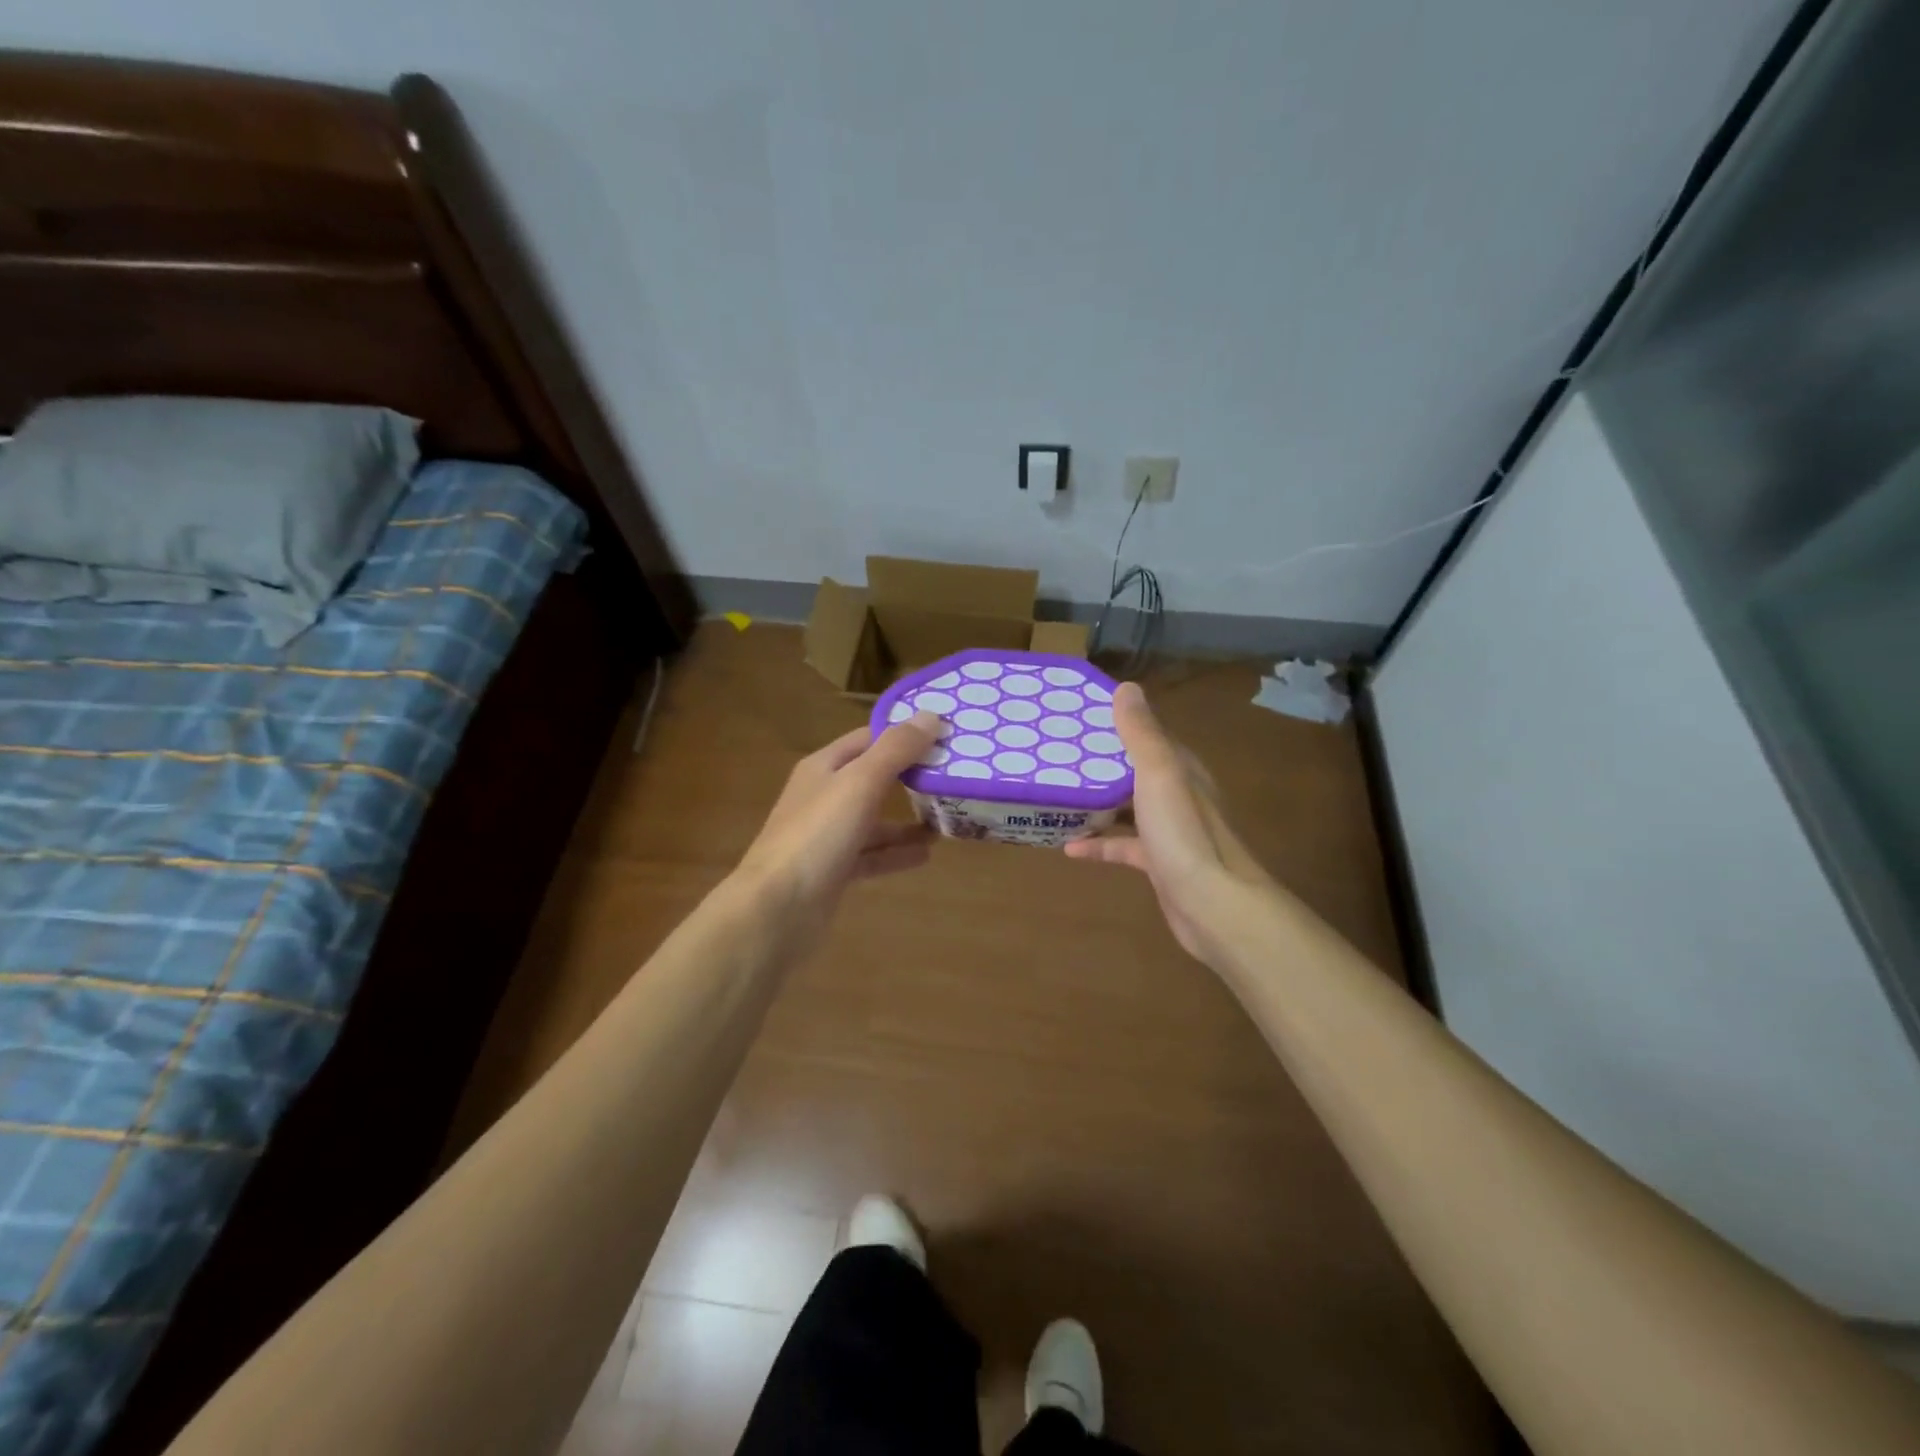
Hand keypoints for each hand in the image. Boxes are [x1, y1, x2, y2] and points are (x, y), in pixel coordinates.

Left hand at [735, 712, 941, 941]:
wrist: (775, 910)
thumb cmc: (817, 836)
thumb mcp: (860, 784)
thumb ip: (896, 750)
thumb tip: (931, 715)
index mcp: (824, 767)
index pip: (869, 738)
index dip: (904, 734)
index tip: (946, 735)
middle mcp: (823, 796)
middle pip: (873, 778)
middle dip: (911, 776)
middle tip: (954, 776)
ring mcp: (827, 836)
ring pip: (874, 820)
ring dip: (907, 820)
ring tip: (947, 819)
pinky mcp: (833, 870)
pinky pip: (871, 855)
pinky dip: (896, 853)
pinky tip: (926, 855)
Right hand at [1064, 683, 1273, 962]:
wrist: (1213, 905)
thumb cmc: (1183, 833)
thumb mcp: (1158, 774)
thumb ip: (1141, 734)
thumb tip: (1126, 687)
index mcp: (1181, 768)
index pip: (1149, 735)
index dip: (1118, 723)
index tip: (1079, 716)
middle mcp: (1178, 794)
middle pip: (1135, 770)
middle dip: (1101, 763)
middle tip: (1058, 754)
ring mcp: (1169, 831)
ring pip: (1128, 808)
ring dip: (1098, 803)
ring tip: (1059, 795)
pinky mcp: (1159, 863)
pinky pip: (1124, 846)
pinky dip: (1099, 844)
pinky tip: (1069, 848)